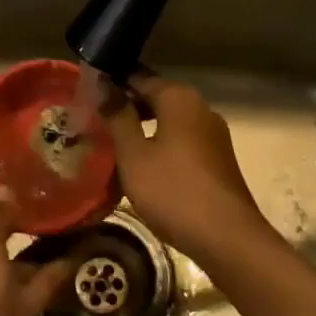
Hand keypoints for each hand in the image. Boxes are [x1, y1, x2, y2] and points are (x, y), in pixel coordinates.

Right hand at [104, 75, 271, 264]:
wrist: (228, 239)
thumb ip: (118, 117)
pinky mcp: (218, 158)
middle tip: (96, 120)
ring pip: (169, 120)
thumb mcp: (134, 155)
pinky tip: (142, 165)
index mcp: (179, 98)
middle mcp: (200, 107)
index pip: (138, 76)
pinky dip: (161, 144)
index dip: (112, 83)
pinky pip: (182, 139)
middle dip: (127, 106)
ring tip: (113, 143)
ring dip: (143, 128)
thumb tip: (105, 86)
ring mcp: (213, 133)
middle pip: (156, 97)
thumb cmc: (173, 191)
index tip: (88, 94)